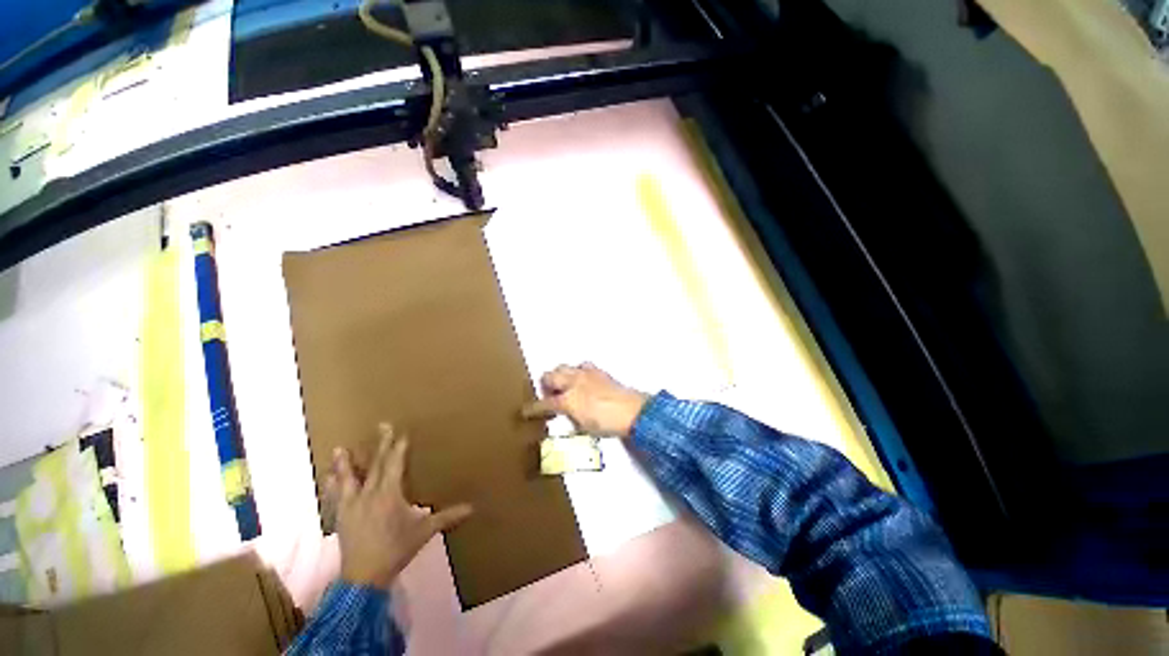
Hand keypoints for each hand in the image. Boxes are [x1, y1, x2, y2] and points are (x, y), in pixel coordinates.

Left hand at [326, 423, 472, 588]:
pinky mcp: (342, 517)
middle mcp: (369, 495)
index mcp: (389, 494)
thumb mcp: (424, 532)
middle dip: (380, 445)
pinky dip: (332, 486)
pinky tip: (328, 478)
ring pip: (348, 479)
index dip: (399, 448)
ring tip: (340, 448)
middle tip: (382, 426)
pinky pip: (336, 497)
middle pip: (375, 465)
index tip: (402, 433)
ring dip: (346, 463)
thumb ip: (446, 517)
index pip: (395, 465)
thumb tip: (472, 508)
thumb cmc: (396, 550)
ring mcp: (352, 506)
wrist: (363, 577)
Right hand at [521, 363, 648, 438]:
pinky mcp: (597, 371)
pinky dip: (577, 372)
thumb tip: (564, 414)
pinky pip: (581, 366)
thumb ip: (570, 418)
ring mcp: (585, 374)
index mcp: (568, 400)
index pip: (544, 403)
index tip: (525, 412)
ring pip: (563, 367)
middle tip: (550, 396)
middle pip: (549, 375)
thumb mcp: (584, 428)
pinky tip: (582, 381)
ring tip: (565, 387)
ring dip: (559, 376)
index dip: (532, 409)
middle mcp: (573, 382)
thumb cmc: (607, 424)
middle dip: (545, 385)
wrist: (632, 411)